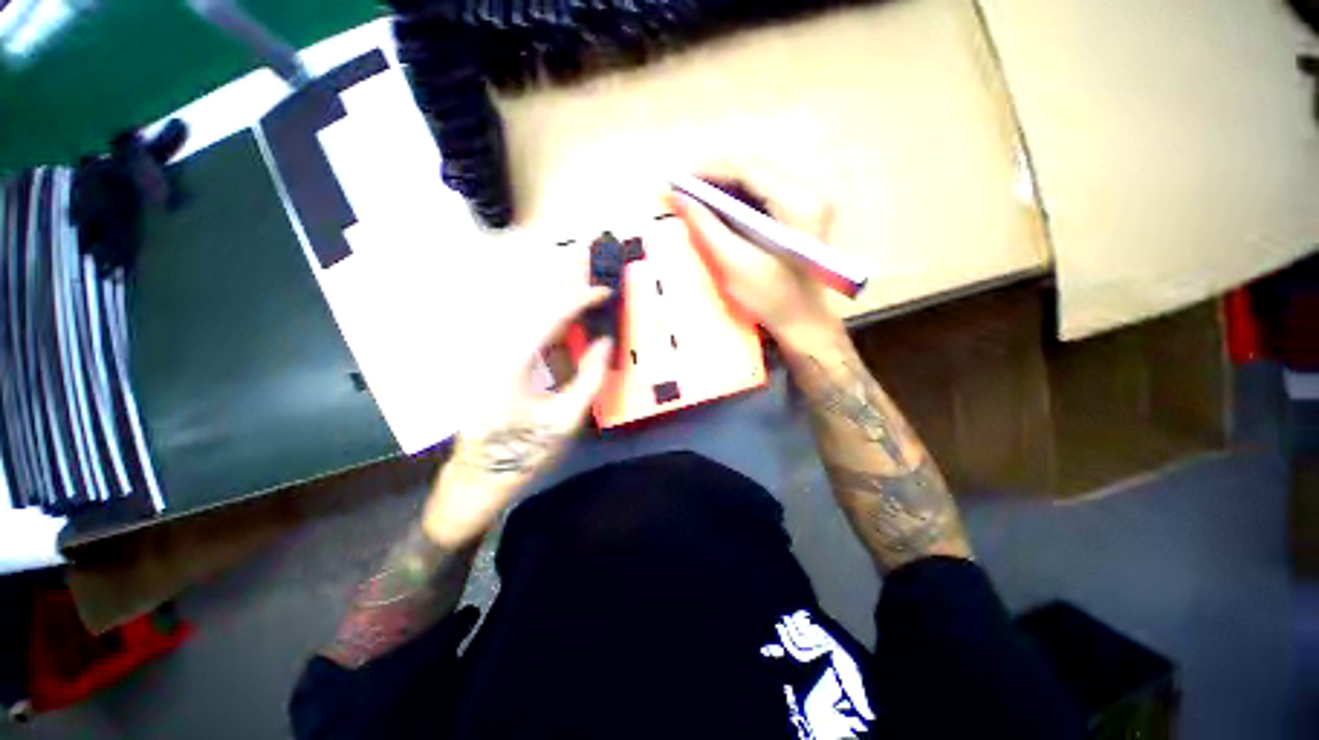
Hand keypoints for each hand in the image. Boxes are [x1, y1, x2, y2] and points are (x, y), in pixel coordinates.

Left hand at [423, 284, 612, 548]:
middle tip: (590, 264)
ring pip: (527, 314)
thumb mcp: (565, 419)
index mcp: (512, 363)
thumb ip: (589, 377)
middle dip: (563, 283)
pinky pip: (526, 332)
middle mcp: (496, 349)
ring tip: (583, 285)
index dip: (579, 299)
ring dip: (556, 299)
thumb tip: (605, 342)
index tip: (604, 291)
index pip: (549, 316)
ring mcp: (492, 355)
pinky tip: (566, 320)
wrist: (480, 477)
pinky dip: (550, 321)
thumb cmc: (524, 453)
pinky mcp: (496, 363)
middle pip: (533, 304)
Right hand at [664, 164, 841, 346]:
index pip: (749, 169)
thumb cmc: (771, 299)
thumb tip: (678, 197)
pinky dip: (741, 195)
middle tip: (684, 188)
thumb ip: (706, 228)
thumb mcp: (734, 265)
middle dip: (716, 175)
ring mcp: (813, 198)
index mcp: (799, 204)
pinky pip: (768, 190)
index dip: (709, 169)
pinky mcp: (807, 209)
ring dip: (727, 184)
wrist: (804, 321)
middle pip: (756, 167)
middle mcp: (812, 191)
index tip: (678, 178)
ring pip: (761, 176)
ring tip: (697, 196)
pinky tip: (721, 206)